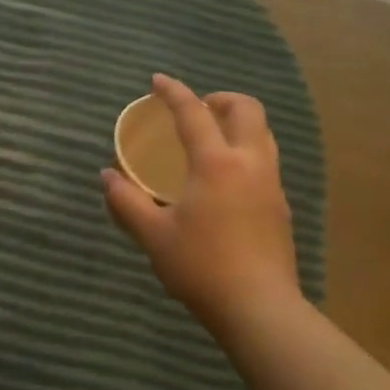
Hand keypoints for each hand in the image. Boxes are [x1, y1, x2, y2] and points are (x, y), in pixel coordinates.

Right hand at [103, 75, 300, 340]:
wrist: (260, 309)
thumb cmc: (201, 267)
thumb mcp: (153, 235)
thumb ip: (127, 201)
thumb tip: (107, 176)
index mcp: (216, 164)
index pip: (193, 113)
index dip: (174, 92)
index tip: (158, 80)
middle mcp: (250, 164)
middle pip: (247, 110)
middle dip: (221, 98)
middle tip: (197, 108)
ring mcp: (271, 186)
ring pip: (264, 135)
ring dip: (238, 124)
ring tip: (212, 138)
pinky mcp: (281, 208)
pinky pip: (266, 161)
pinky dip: (246, 151)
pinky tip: (226, 179)